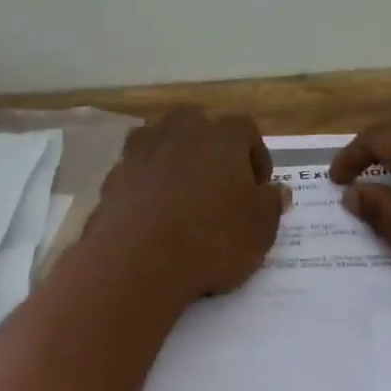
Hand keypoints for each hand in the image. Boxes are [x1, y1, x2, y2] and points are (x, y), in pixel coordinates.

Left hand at [90, 108, 287, 300]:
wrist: (138, 261)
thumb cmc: (212, 240)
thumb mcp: (260, 230)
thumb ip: (271, 204)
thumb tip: (277, 191)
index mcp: (222, 135)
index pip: (246, 130)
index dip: (255, 158)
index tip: (258, 189)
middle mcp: (179, 130)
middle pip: (199, 128)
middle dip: (211, 152)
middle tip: (219, 189)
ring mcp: (141, 150)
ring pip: (164, 145)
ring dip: (176, 164)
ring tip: (184, 200)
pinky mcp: (113, 176)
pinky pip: (139, 173)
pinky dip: (148, 186)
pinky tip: (154, 216)